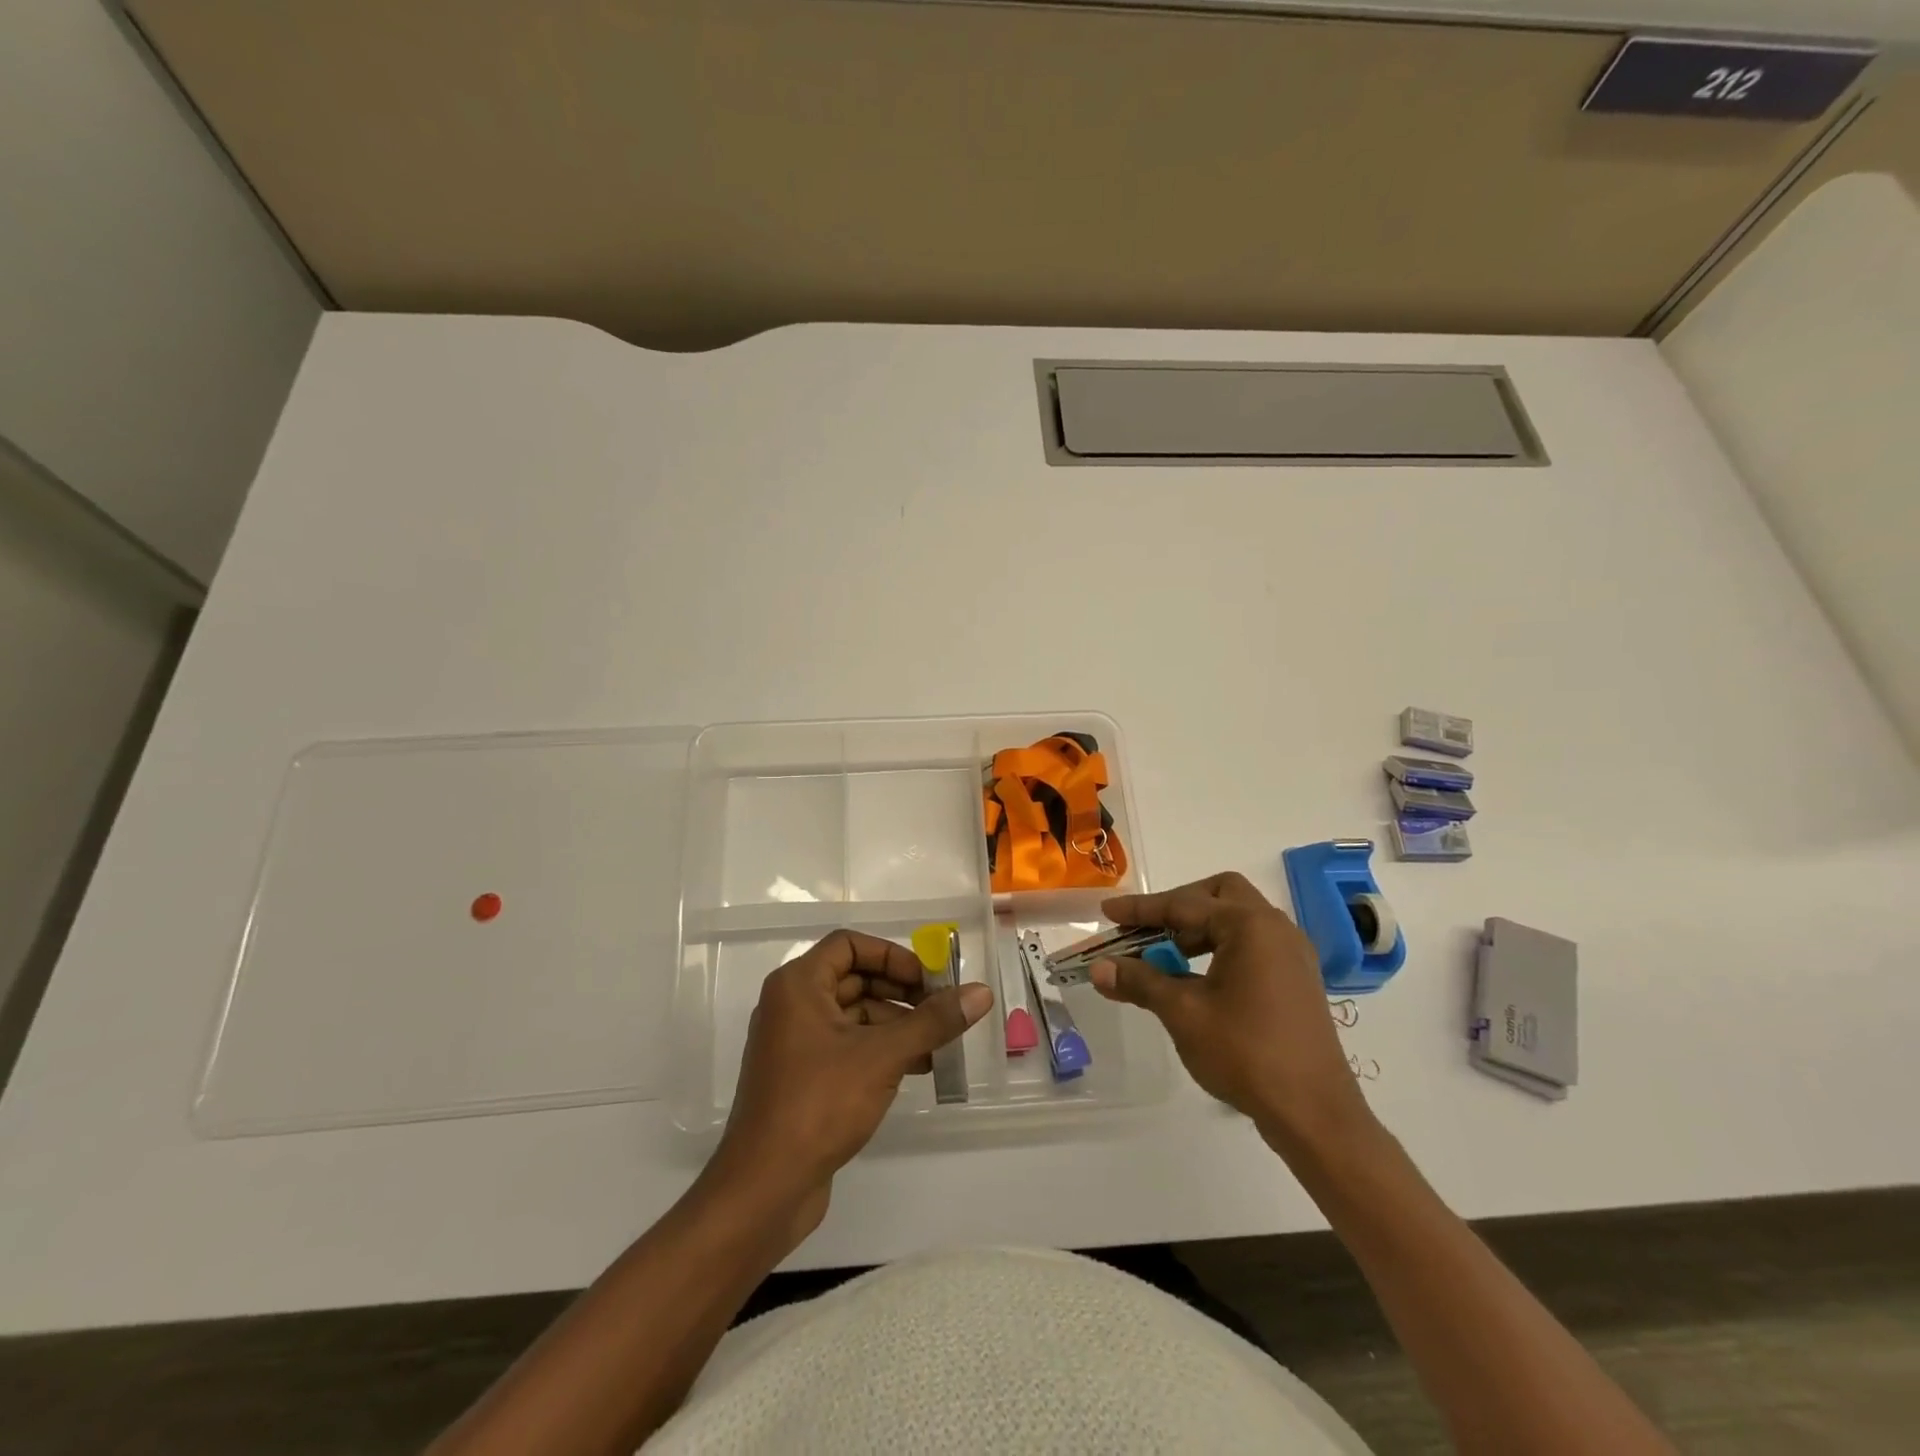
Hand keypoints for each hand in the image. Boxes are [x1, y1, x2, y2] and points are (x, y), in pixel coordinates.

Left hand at [706, 929, 992, 1240]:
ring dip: (896, 1024)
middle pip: (854, 979)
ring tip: (938, 1045)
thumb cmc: (819, 1103)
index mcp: (798, 985)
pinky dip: (880, 1050)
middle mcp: (792, 1006)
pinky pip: (847, 1047)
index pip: (849, 944)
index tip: (928, 980)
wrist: (764, 1188)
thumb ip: (933, 1021)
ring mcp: (795, 1044)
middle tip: (942, 1010)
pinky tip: (917, 1068)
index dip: (892, 956)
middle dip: (901, 992)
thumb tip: (981, 993)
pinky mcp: (802, 1078)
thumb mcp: (883, 1055)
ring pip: (854, 1015)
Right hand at [1090, 872, 1374, 1154]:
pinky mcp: (1297, 979)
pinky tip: (1199, 980)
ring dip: (1198, 929)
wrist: (1315, 1113)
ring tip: (1168, 959)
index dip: (1140, 909)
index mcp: (1249, 925)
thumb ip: (1140, 981)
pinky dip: (1220, 948)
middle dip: (1178, 907)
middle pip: (1219, 895)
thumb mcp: (1182, 1013)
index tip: (1107, 912)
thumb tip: (1099, 967)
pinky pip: (1252, 944)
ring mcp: (1292, 954)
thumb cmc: (1245, 1053)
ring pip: (1237, 920)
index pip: (1183, 905)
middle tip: (1147, 931)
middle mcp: (1275, 928)